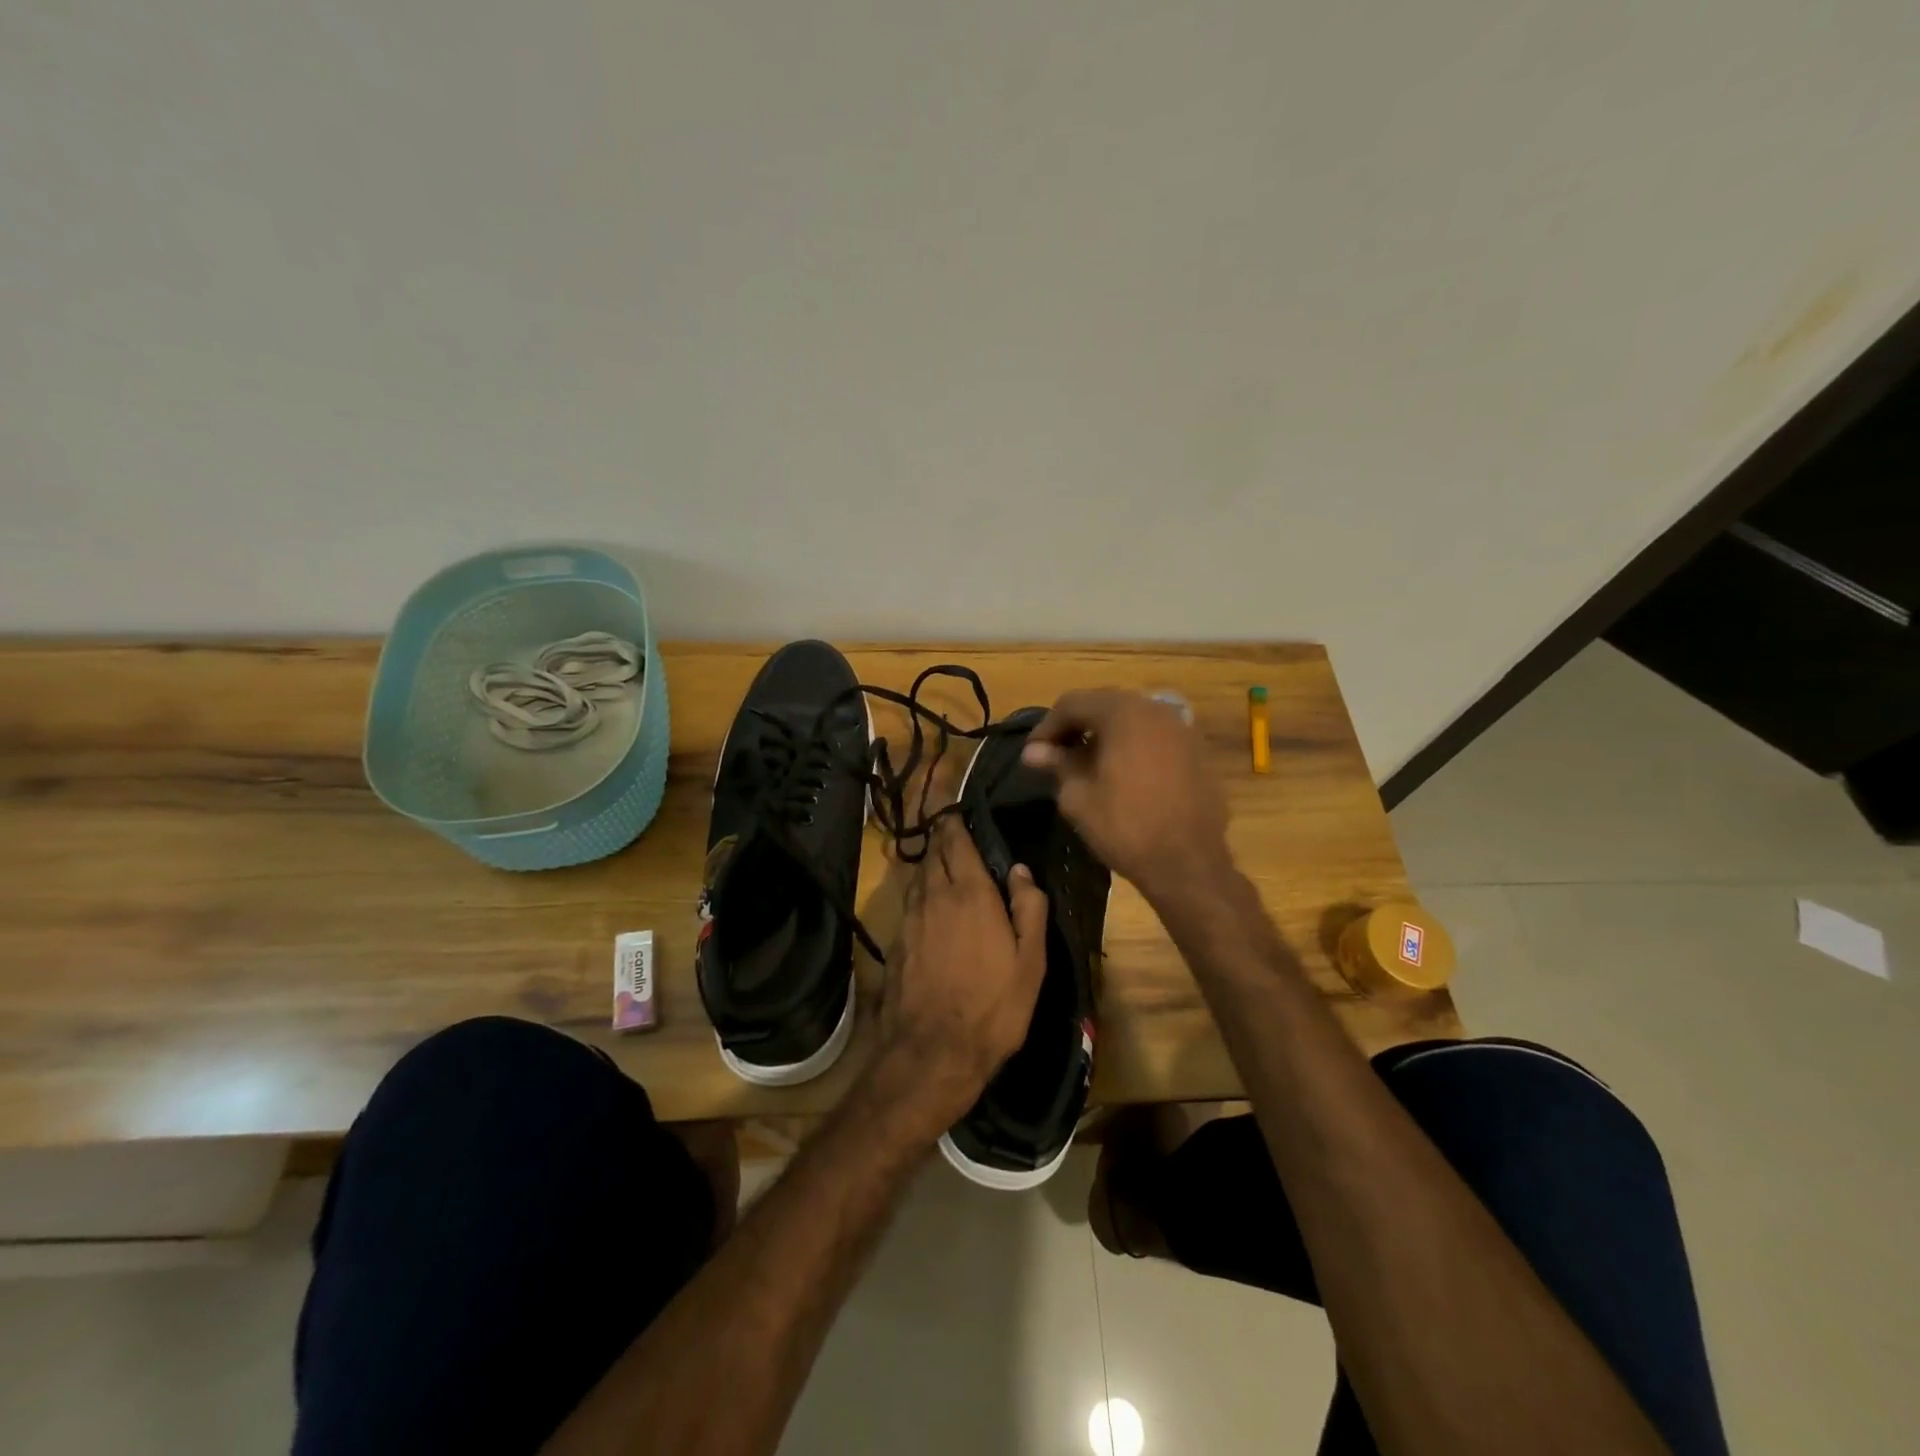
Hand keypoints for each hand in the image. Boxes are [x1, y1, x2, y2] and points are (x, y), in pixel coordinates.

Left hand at [875, 816, 1049, 1134]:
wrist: (931, 1052)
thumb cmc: (992, 1007)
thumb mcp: (1030, 963)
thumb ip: (1029, 909)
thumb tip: (1020, 870)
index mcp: (970, 894)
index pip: (956, 840)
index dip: (954, 819)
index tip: (955, 804)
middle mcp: (935, 896)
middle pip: (933, 852)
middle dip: (941, 834)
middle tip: (951, 824)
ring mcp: (910, 918)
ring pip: (919, 875)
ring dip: (930, 860)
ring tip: (943, 856)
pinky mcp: (896, 941)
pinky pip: (910, 900)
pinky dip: (921, 888)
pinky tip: (930, 900)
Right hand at [1021, 688, 1231, 905]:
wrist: (1189, 864)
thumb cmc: (1126, 827)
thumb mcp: (1079, 797)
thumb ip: (1058, 764)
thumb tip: (1034, 751)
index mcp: (1124, 713)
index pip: (1073, 703)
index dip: (1046, 727)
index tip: (1032, 754)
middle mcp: (1156, 709)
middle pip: (1105, 705)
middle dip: (1076, 727)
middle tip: (1055, 755)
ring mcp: (1182, 729)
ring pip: (1132, 720)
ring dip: (1105, 736)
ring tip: (1086, 765)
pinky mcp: (1197, 752)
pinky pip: (1155, 737)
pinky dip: (1132, 746)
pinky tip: (1122, 774)